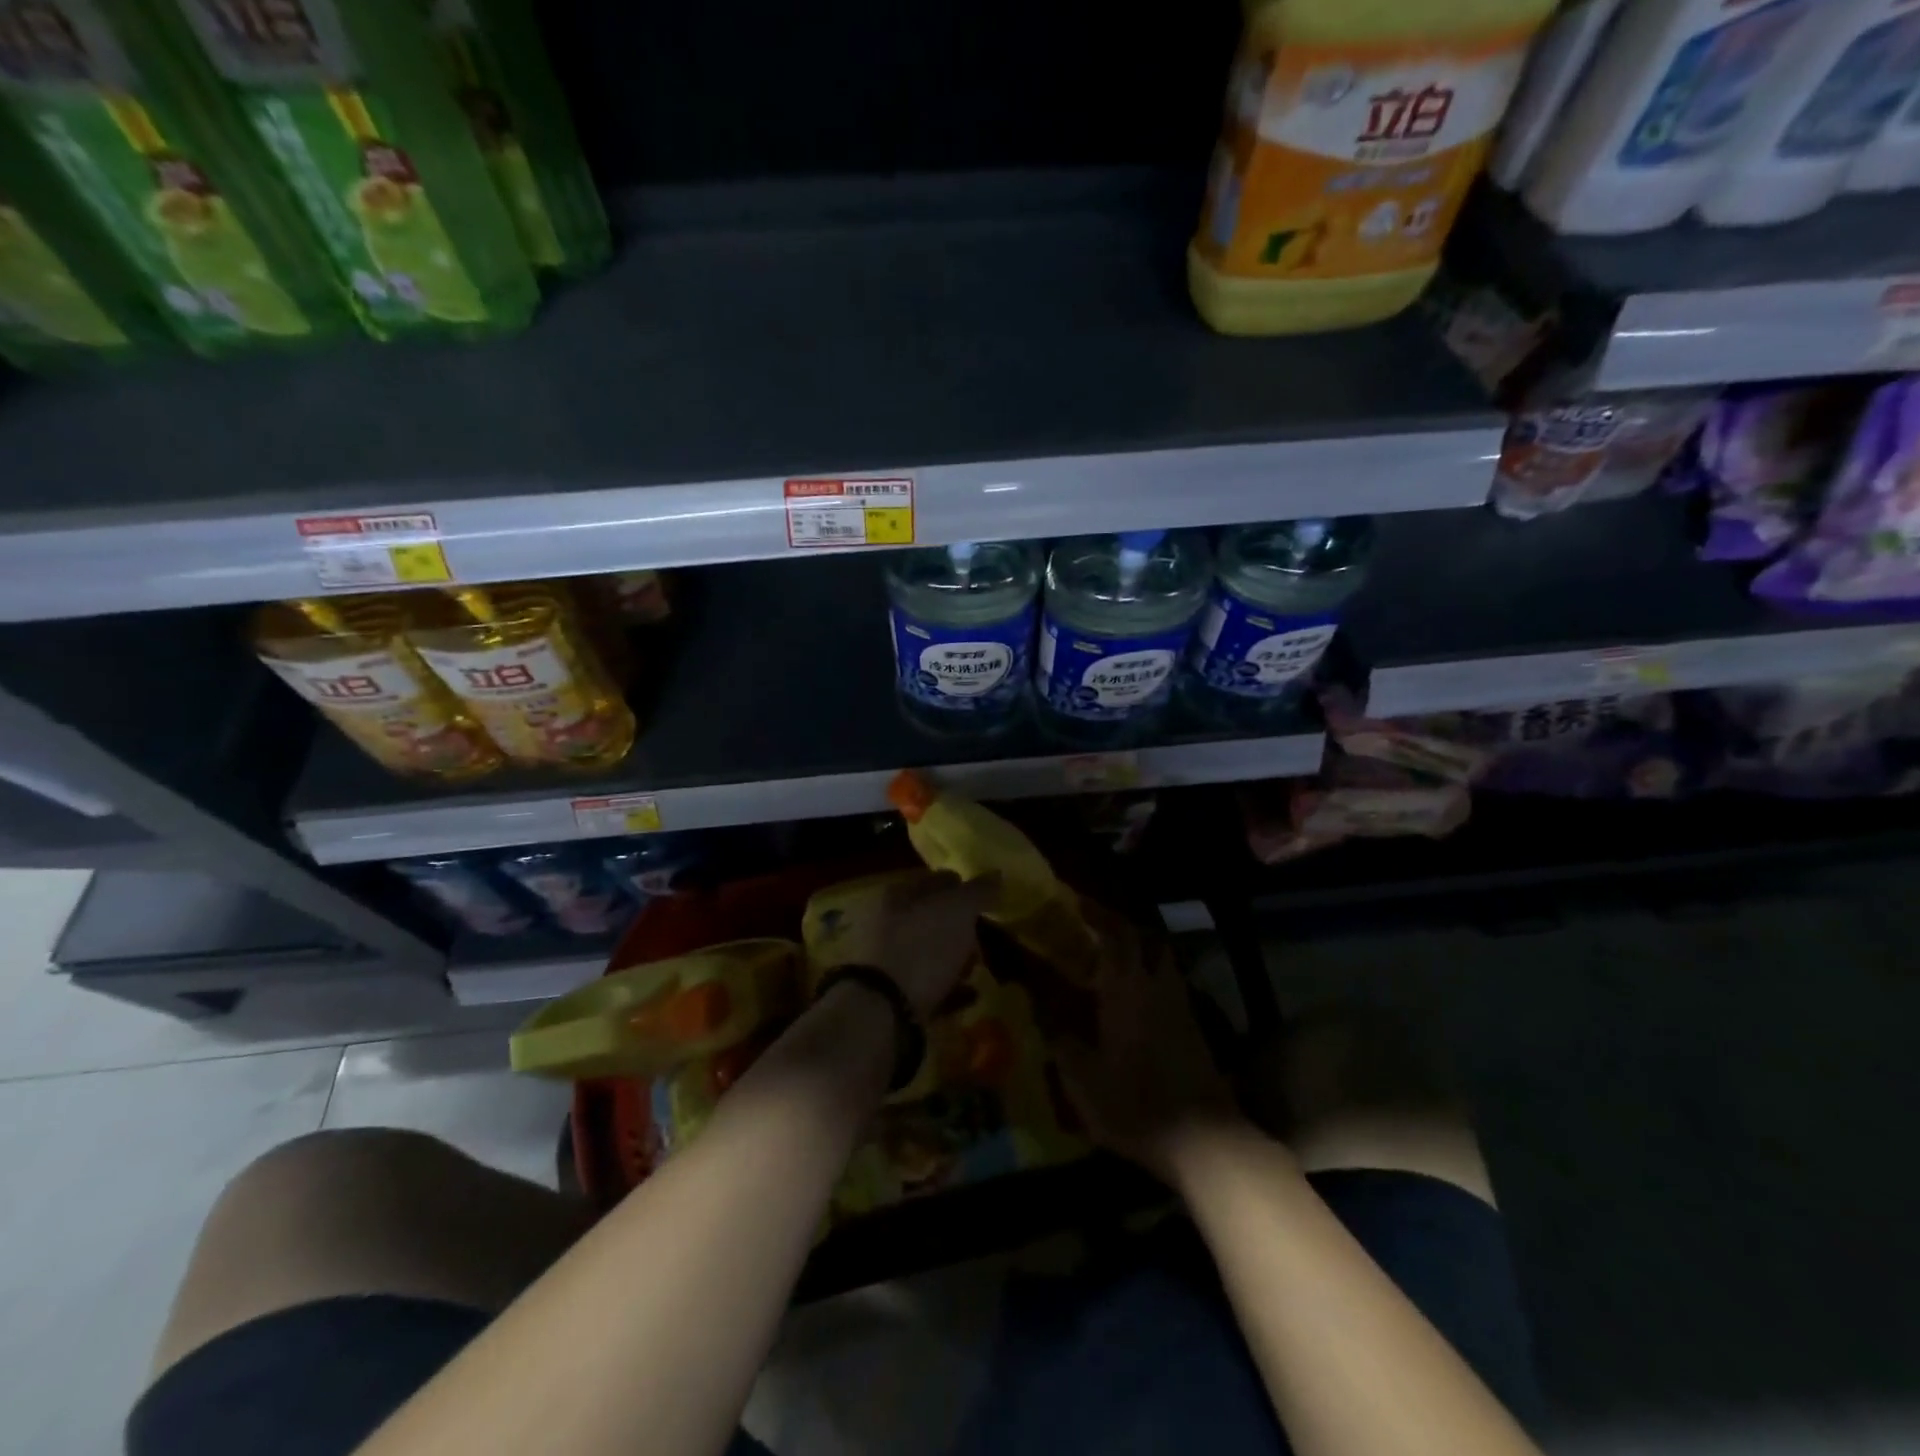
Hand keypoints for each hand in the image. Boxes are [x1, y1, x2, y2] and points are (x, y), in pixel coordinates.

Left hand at [821, 870, 998, 1019]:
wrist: (884, 1010)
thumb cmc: (922, 947)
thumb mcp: (957, 911)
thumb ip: (977, 891)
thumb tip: (995, 874)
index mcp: (896, 895)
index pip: (932, 880)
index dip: (959, 885)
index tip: (985, 897)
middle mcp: (886, 924)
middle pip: (929, 918)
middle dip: (958, 925)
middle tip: (984, 933)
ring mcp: (887, 962)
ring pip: (928, 951)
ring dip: (954, 957)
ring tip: (978, 966)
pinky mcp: (892, 997)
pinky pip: (928, 986)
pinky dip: (950, 988)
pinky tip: (972, 994)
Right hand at [1056, 909, 1242, 1184]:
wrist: (1203, 1141)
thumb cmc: (1135, 1104)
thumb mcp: (1082, 1079)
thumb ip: (1059, 1038)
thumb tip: (1037, 1006)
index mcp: (1127, 988)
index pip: (1116, 934)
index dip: (1098, 914)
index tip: (1077, 903)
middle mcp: (1157, 986)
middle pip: (1146, 939)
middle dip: (1122, 926)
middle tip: (1095, 928)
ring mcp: (1181, 1006)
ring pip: (1162, 961)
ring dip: (1140, 951)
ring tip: (1111, 960)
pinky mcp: (1195, 1028)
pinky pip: (1170, 985)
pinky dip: (1151, 978)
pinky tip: (1134, 999)